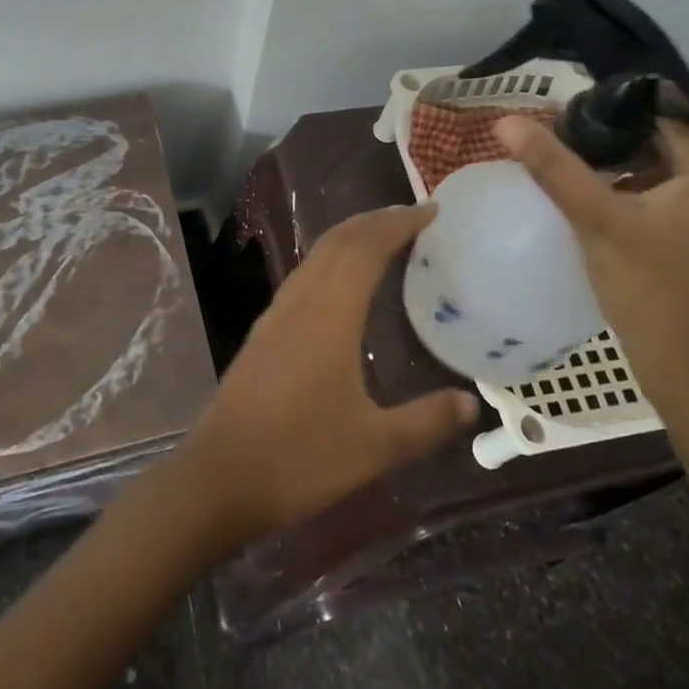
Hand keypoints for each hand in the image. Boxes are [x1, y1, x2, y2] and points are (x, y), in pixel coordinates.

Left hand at [184, 205, 479, 547]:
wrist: (218, 477)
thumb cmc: (298, 457)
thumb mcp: (374, 447)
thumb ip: (426, 422)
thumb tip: (470, 403)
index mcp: (329, 314)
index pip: (367, 248)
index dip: (399, 224)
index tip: (432, 211)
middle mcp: (301, 301)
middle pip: (339, 240)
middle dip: (376, 221)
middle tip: (415, 217)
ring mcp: (276, 313)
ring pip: (317, 255)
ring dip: (351, 237)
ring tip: (384, 239)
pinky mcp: (264, 331)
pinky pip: (304, 276)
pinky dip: (332, 260)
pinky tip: (342, 285)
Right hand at [495, 116, 688, 422]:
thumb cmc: (651, 291)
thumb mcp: (597, 221)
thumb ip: (554, 168)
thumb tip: (505, 122)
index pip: (659, 116)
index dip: (608, 113)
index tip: (561, 118)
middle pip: (664, 141)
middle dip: (612, 139)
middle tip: (561, 140)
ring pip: (667, 169)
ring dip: (623, 166)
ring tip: (571, 165)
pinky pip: (673, 196)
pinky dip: (638, 191)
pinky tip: (599, 200)